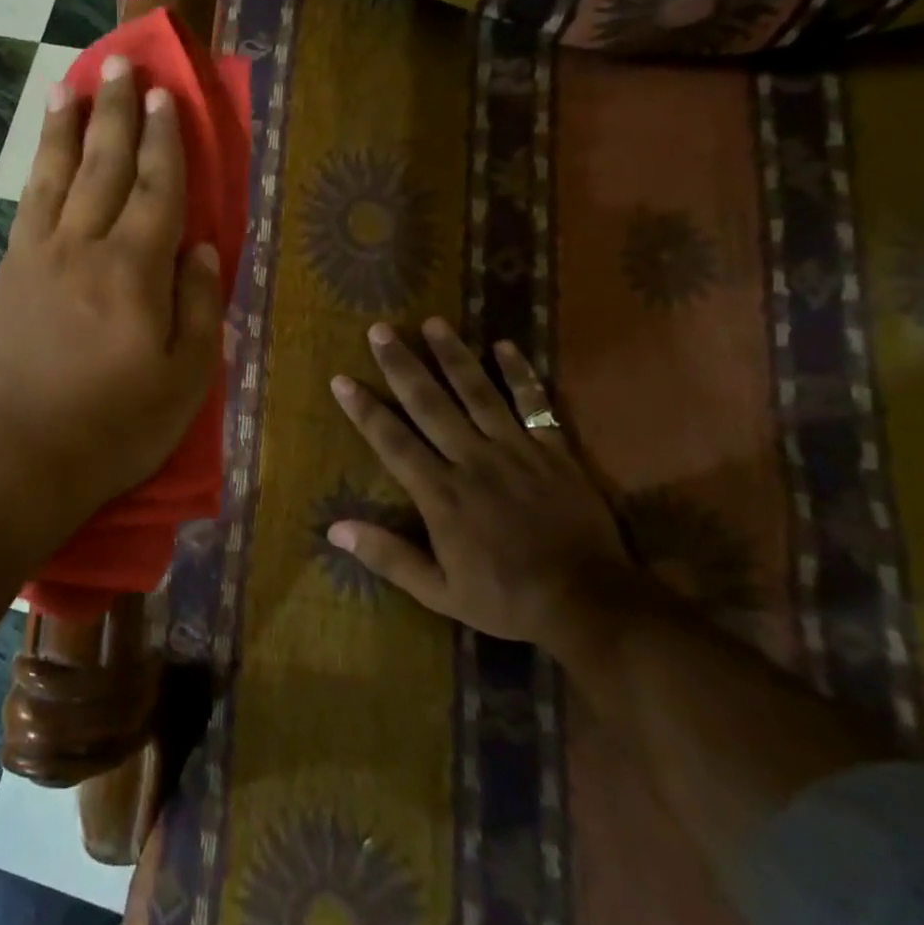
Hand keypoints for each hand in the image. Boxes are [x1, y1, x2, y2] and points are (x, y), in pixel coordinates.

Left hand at [0, 54, 222, 543]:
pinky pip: (29, 204)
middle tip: (121, 65)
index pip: (158, 189)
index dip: (165, 140)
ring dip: (68, 126)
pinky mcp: (11, 273)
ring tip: (72, 84)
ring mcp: (39, 256)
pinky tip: (44, 152)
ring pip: (57, 174)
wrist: (21, 455)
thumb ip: (199, 305)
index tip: (165, 97)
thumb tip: (202, 247)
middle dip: (116, 112)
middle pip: (105, 165)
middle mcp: (85, 247)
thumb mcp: (185, 378)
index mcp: (135, 271)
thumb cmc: (116, 426)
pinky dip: (39, 168)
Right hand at [327, 319, 635, 651]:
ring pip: (478, 393)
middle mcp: (472, 460)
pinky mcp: (553, 451)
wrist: (588, 601)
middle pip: (430, 404)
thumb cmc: (505, 598)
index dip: (365, 410)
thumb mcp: (438, 591)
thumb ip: (388, 556)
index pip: (393, 441)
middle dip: (402, 365)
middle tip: (380, 330)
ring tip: (433, 323)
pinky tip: (505, 345)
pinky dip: (521, 375)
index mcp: (441, 494)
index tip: (342, 379)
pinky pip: (534, 405)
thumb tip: (335, 530)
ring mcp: (516, 451)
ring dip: (453, 356)